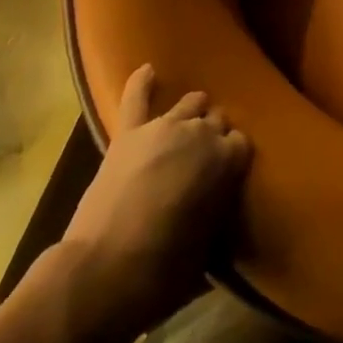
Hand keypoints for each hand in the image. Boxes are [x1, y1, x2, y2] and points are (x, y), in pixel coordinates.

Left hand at [59, 64, 251, 331]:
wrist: (102, 274)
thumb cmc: (162, 272)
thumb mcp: (207, 249)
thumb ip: (217, 212)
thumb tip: (217, 206)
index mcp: (225, 159)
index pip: (241, 144)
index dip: (233, 160)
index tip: (226, 177)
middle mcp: (199, 133)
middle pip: (217, 120)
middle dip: (214, 136)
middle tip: (204, 162)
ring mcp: (162, 128)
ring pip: (189, 104)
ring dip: (192, 114)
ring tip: (187, 128)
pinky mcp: (129, 134)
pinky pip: (136, 98)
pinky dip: (141, 83)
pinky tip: (147, 69)